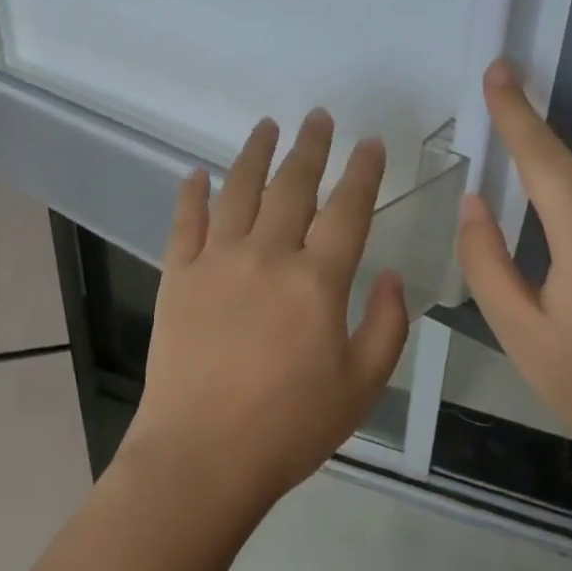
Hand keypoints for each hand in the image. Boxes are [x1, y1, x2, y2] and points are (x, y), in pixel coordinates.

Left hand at [123, 109, 410, 509]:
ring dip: (254, 153)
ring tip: (267, 125)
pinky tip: (198, 174)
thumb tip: (394, 278)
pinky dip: (192, 193)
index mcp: (317, 281)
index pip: (347, 209)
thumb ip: (387, 326)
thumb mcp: (361, 386)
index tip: (369, 142)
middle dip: (310, 147)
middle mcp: (267, 255)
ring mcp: (217, 260)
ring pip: (238, 190)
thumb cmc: (289, 427)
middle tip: (318, 117)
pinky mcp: (177, 275)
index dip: (362, 172)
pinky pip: (185, 221)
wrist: (203, 453)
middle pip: (292, 186)